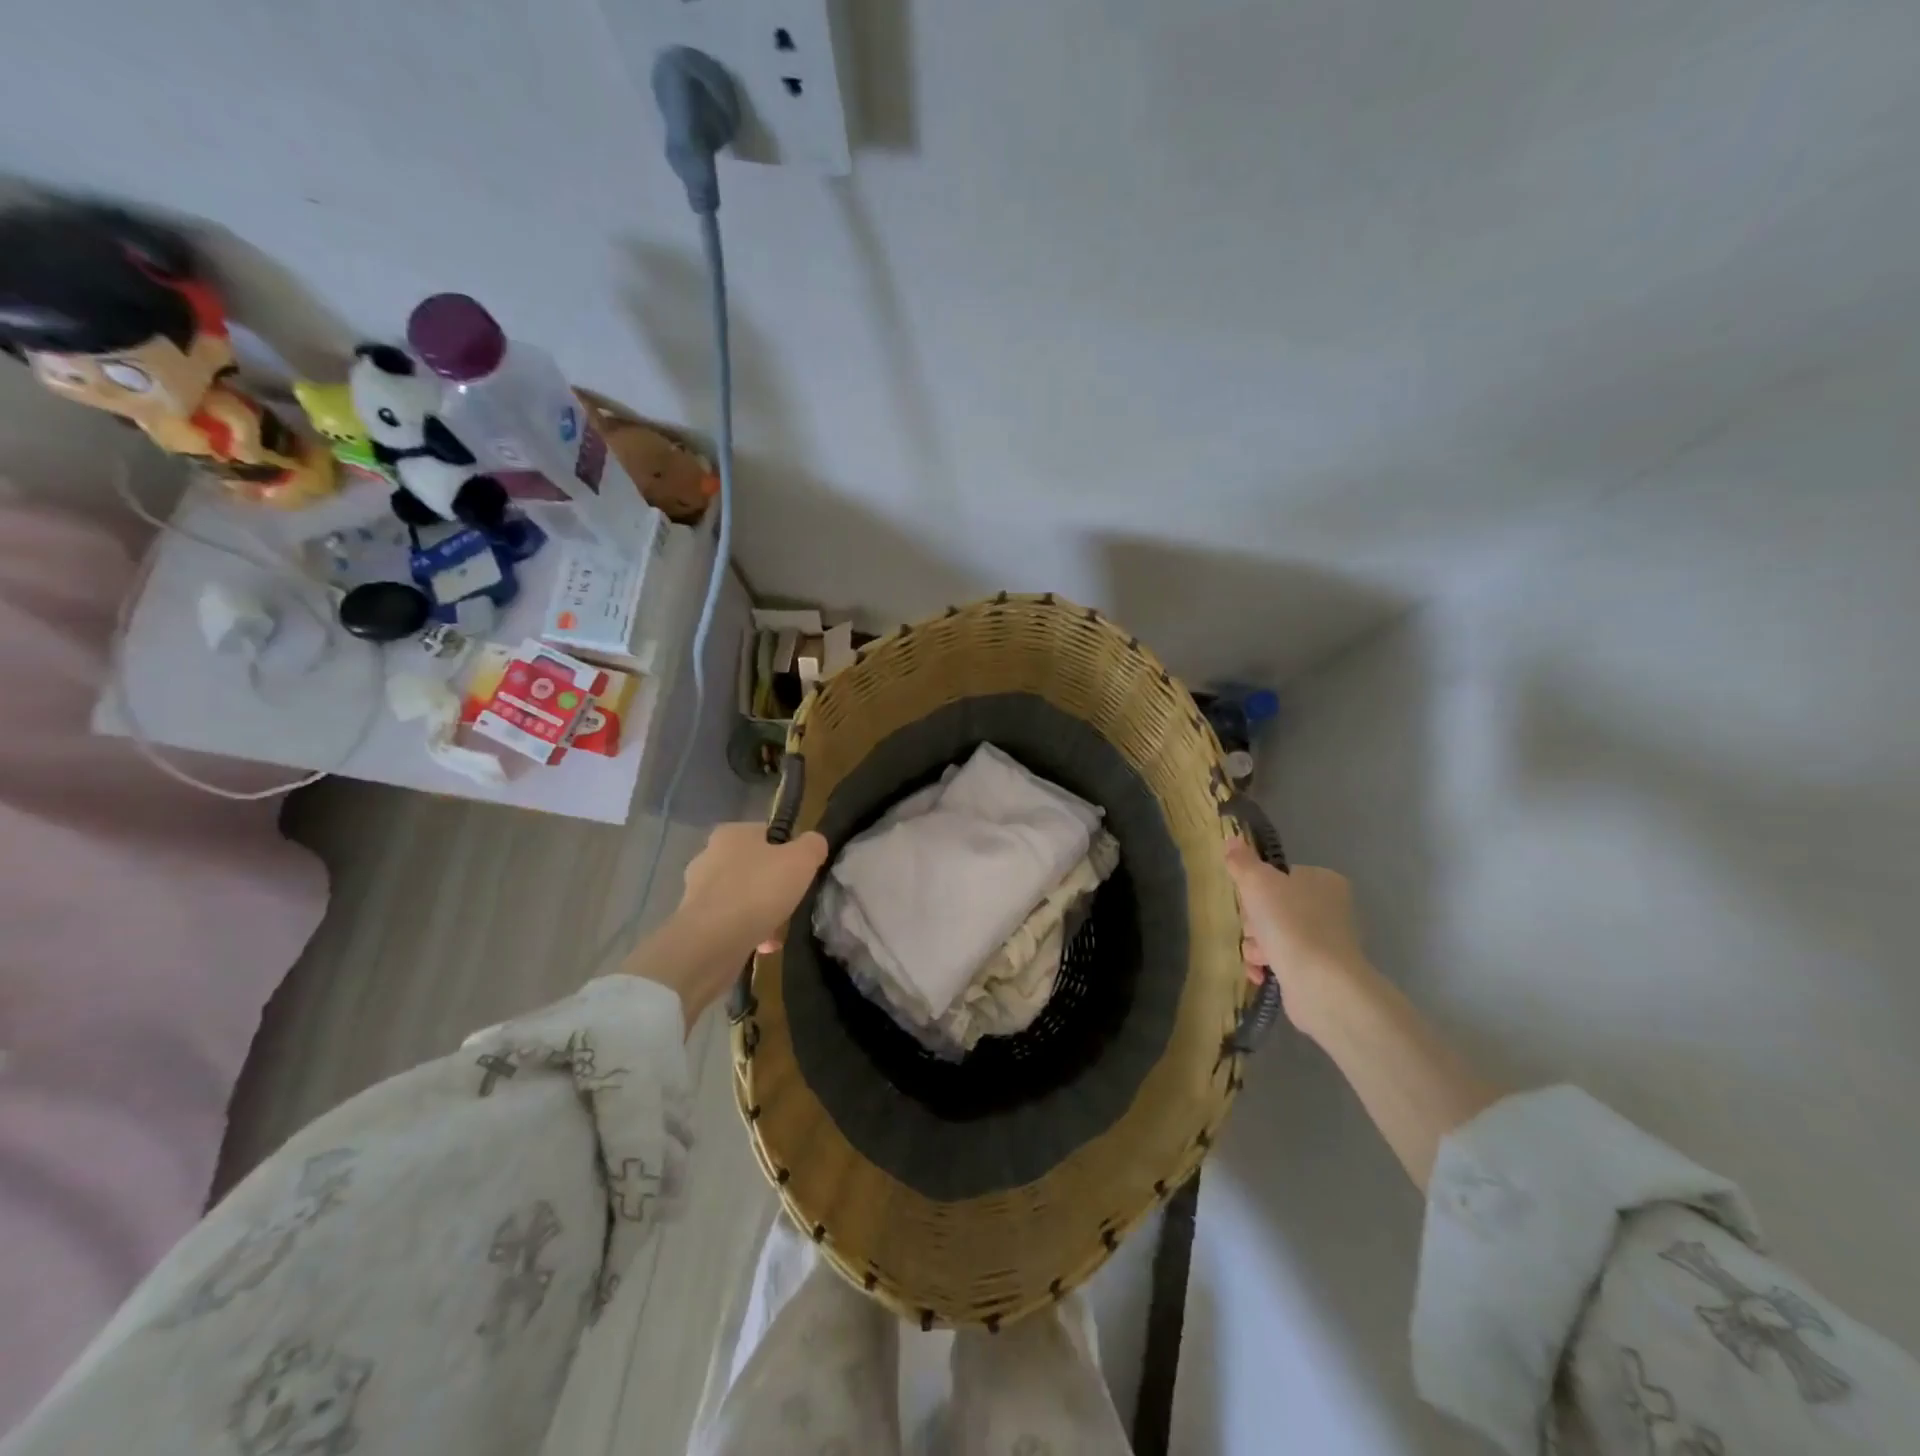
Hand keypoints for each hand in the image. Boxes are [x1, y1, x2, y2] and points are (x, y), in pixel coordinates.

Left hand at [628, 823, 828, 1028]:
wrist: (712, 942)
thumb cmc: (758, 890)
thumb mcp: (801, 860)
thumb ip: (813, 845)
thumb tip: (814, 843)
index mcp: (731, 834)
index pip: (766, 833)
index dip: (788, 851)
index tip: (801, 872)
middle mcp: (709, 856)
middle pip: (753, 866)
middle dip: (772, 885)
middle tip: (790, 900)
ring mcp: (697, 890)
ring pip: (741, 896)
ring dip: (761, 912)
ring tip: (778, 930)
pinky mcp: (693, 921)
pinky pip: (729, 922)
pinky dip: (747, 931)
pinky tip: (763, 945)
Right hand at [1224, 839, 1367, 1034]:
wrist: (1319, 982)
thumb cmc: (1289, 922)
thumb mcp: (1257, 882)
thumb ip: (1242, 861)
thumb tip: (1232, 838)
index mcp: (1323, 880)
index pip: (1279, 876)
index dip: (1257, 887)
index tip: (1248, 898)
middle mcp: (1329, 908)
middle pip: (1273, 906)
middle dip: (1254, 921)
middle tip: (1254, 928)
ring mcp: (1326, 942)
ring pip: (1273, 935)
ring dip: (1256, 945)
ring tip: (1259, 955)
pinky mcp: (1318, 971)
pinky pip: (1281, 961)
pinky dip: (1266, 966)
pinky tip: (1261, 972)